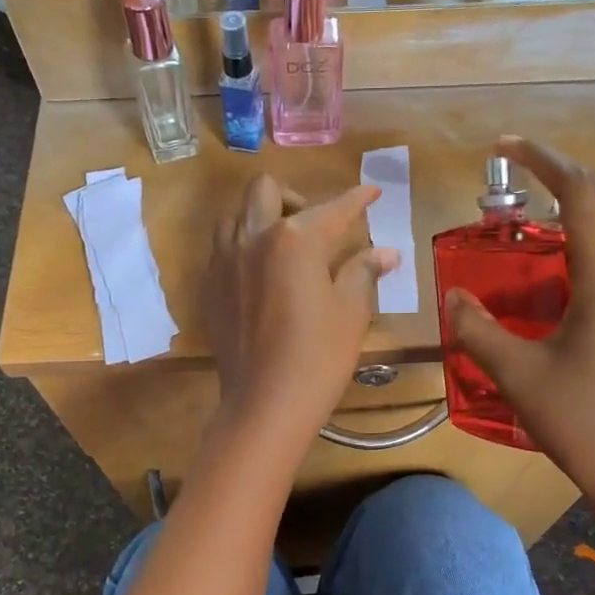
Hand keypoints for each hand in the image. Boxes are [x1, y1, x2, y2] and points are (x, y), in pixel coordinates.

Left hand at [203, 176, 399, 447]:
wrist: (265, 404)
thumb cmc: (318, 357)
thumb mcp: (351, 312)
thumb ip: (363, 271)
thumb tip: (385, 252)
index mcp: (294, 239)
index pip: (332, 208)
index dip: (357, 198)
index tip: (371, 192)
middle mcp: (253, 238)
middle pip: (266, 190)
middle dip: (295, 197)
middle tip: (315, 227)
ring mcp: (224, 262)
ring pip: (235, 215)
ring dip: (259, 218)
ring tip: (282, 246)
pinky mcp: (210, 287)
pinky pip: (222, 249)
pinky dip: (242, 247)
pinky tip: (260, 274)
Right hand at [444, 137, 594, 557]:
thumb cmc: (585, 422)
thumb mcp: (518, 374)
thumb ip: (477, 328)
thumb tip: (453, 295)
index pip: (582, 192)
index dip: (543, 159)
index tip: (504, 146)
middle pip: (589, 218)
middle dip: (539, 208)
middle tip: (489, 225)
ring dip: (551, 248)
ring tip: (505, 270)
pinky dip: (567, 276)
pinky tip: (538, 309)